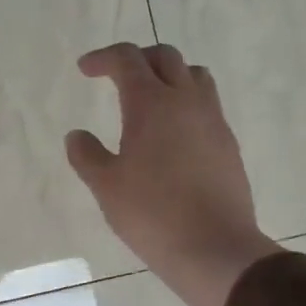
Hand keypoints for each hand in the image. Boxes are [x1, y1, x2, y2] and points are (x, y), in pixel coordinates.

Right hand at [66, 43, 281, 305]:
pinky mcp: (228, 144)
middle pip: (165, 57)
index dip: (103, 58)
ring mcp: (213, 121)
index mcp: (151, 103)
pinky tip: (173, 134)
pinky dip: (186, 103)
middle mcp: (186, 101)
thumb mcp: (105, 186)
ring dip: (169, 75)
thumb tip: (77, 136)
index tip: (85, 69)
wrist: (215, 248)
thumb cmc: (152, 213)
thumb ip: (86, 155)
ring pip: (194, 76)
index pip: (127, 60)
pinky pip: (207, 105)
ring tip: (150, 98)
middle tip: (116, 77)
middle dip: (137, 59)